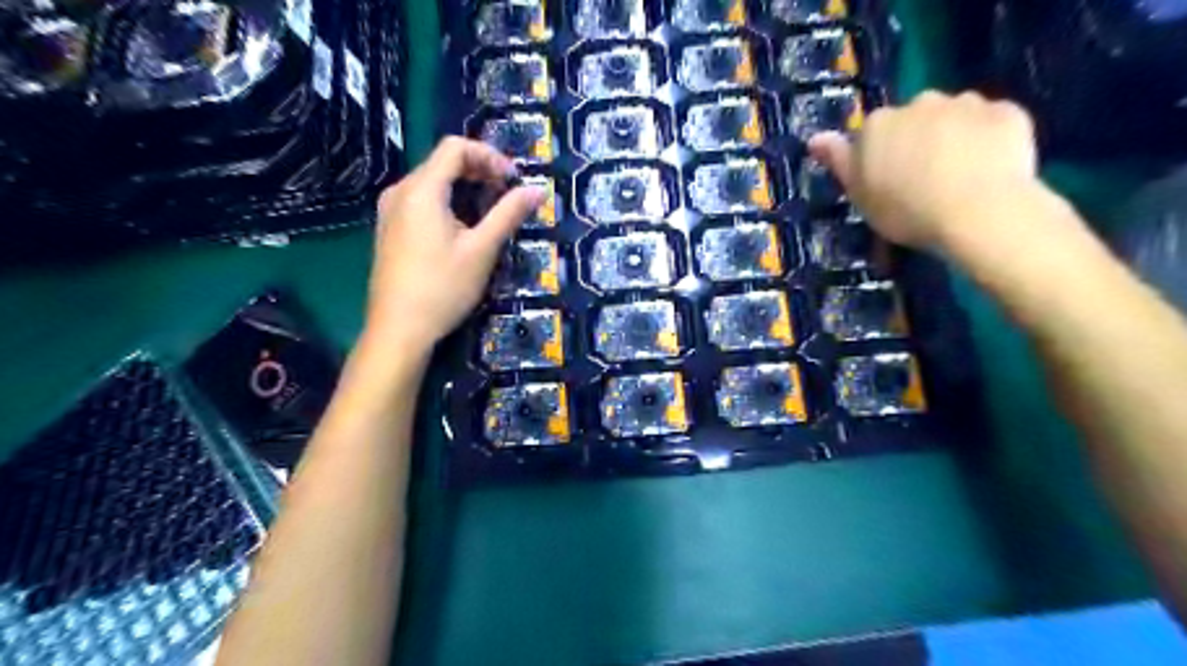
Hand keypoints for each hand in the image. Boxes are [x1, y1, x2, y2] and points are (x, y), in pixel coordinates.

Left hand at [364, 136, 544, 351]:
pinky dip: (447, 203)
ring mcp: (390, 212)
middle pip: (442, 162)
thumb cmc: (442, 288)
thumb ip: (509, 214)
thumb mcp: (482, 250)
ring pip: (432, 182)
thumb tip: (538, 190)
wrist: (398, 330)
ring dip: (464, 188)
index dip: (489, 155)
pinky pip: (421, 201)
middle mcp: (400, 192)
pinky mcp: (389, 230)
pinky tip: (462, 229)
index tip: (513, 180)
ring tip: (490, 212)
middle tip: (507, 194)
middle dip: (479, 171)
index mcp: (421, 189)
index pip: (455, 147)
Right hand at [813, 87, 1036, 249]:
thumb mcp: (860, 194)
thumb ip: (839, 161)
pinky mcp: (1007, 112)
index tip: (888, 183)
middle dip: (918, 140)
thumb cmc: (905, 210)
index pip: (872, 133)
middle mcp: (919, 103)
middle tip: (924, 180)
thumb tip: (815, 137)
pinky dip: (989, 139)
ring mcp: (966, 103)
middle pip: (914, 120)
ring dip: (953, 137)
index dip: (880, 157)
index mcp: (878, 124)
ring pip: (954, 117)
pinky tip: (990, 168)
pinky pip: (991, 123)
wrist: (978, 211)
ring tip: (960, 176)